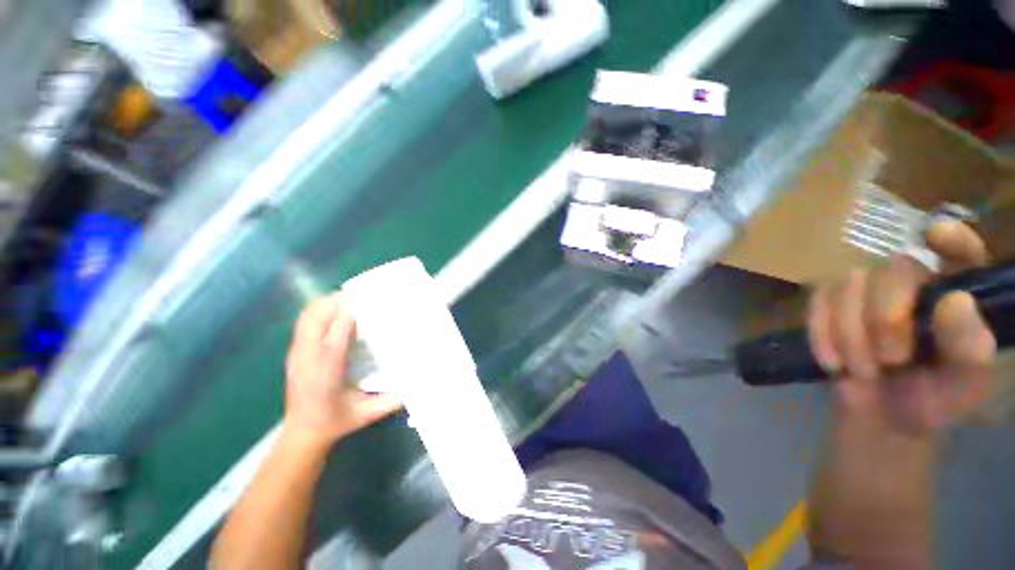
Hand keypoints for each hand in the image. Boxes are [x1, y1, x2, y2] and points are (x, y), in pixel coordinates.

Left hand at [283, 294, 401, 449]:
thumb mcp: (366, 414)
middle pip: (315, 319)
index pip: (335, 336)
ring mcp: (297, 355)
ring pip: (306, 317)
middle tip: (360, 295)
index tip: (366, 301)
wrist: (301, 434)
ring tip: (349, 299)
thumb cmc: (336, 422)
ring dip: (326, 304)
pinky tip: (335, 313)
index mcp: (326, 373)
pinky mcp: (294, 354)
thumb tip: (415, 383)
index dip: (348, 315)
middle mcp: (308, 359)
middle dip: (336, 302)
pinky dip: (318, 312)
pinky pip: (303, 323)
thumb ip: (390, 400)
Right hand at [807, 221, 996, 433]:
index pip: (961, 252)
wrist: (880, 417)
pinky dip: (822, 333)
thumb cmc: (932, 400)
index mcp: (957, 295)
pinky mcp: (830, 304)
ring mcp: (868, 292)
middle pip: (892, 271)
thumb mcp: (963, 384)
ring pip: (848, 285)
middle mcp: (915, 284)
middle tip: (890, 360)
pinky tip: (834, 361)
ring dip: (852, 334)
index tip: (934, 237)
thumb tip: (954, 302)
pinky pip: (817, 302)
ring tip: (863, 368)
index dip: (950, 239)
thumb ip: (969, 349)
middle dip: (885, 319)